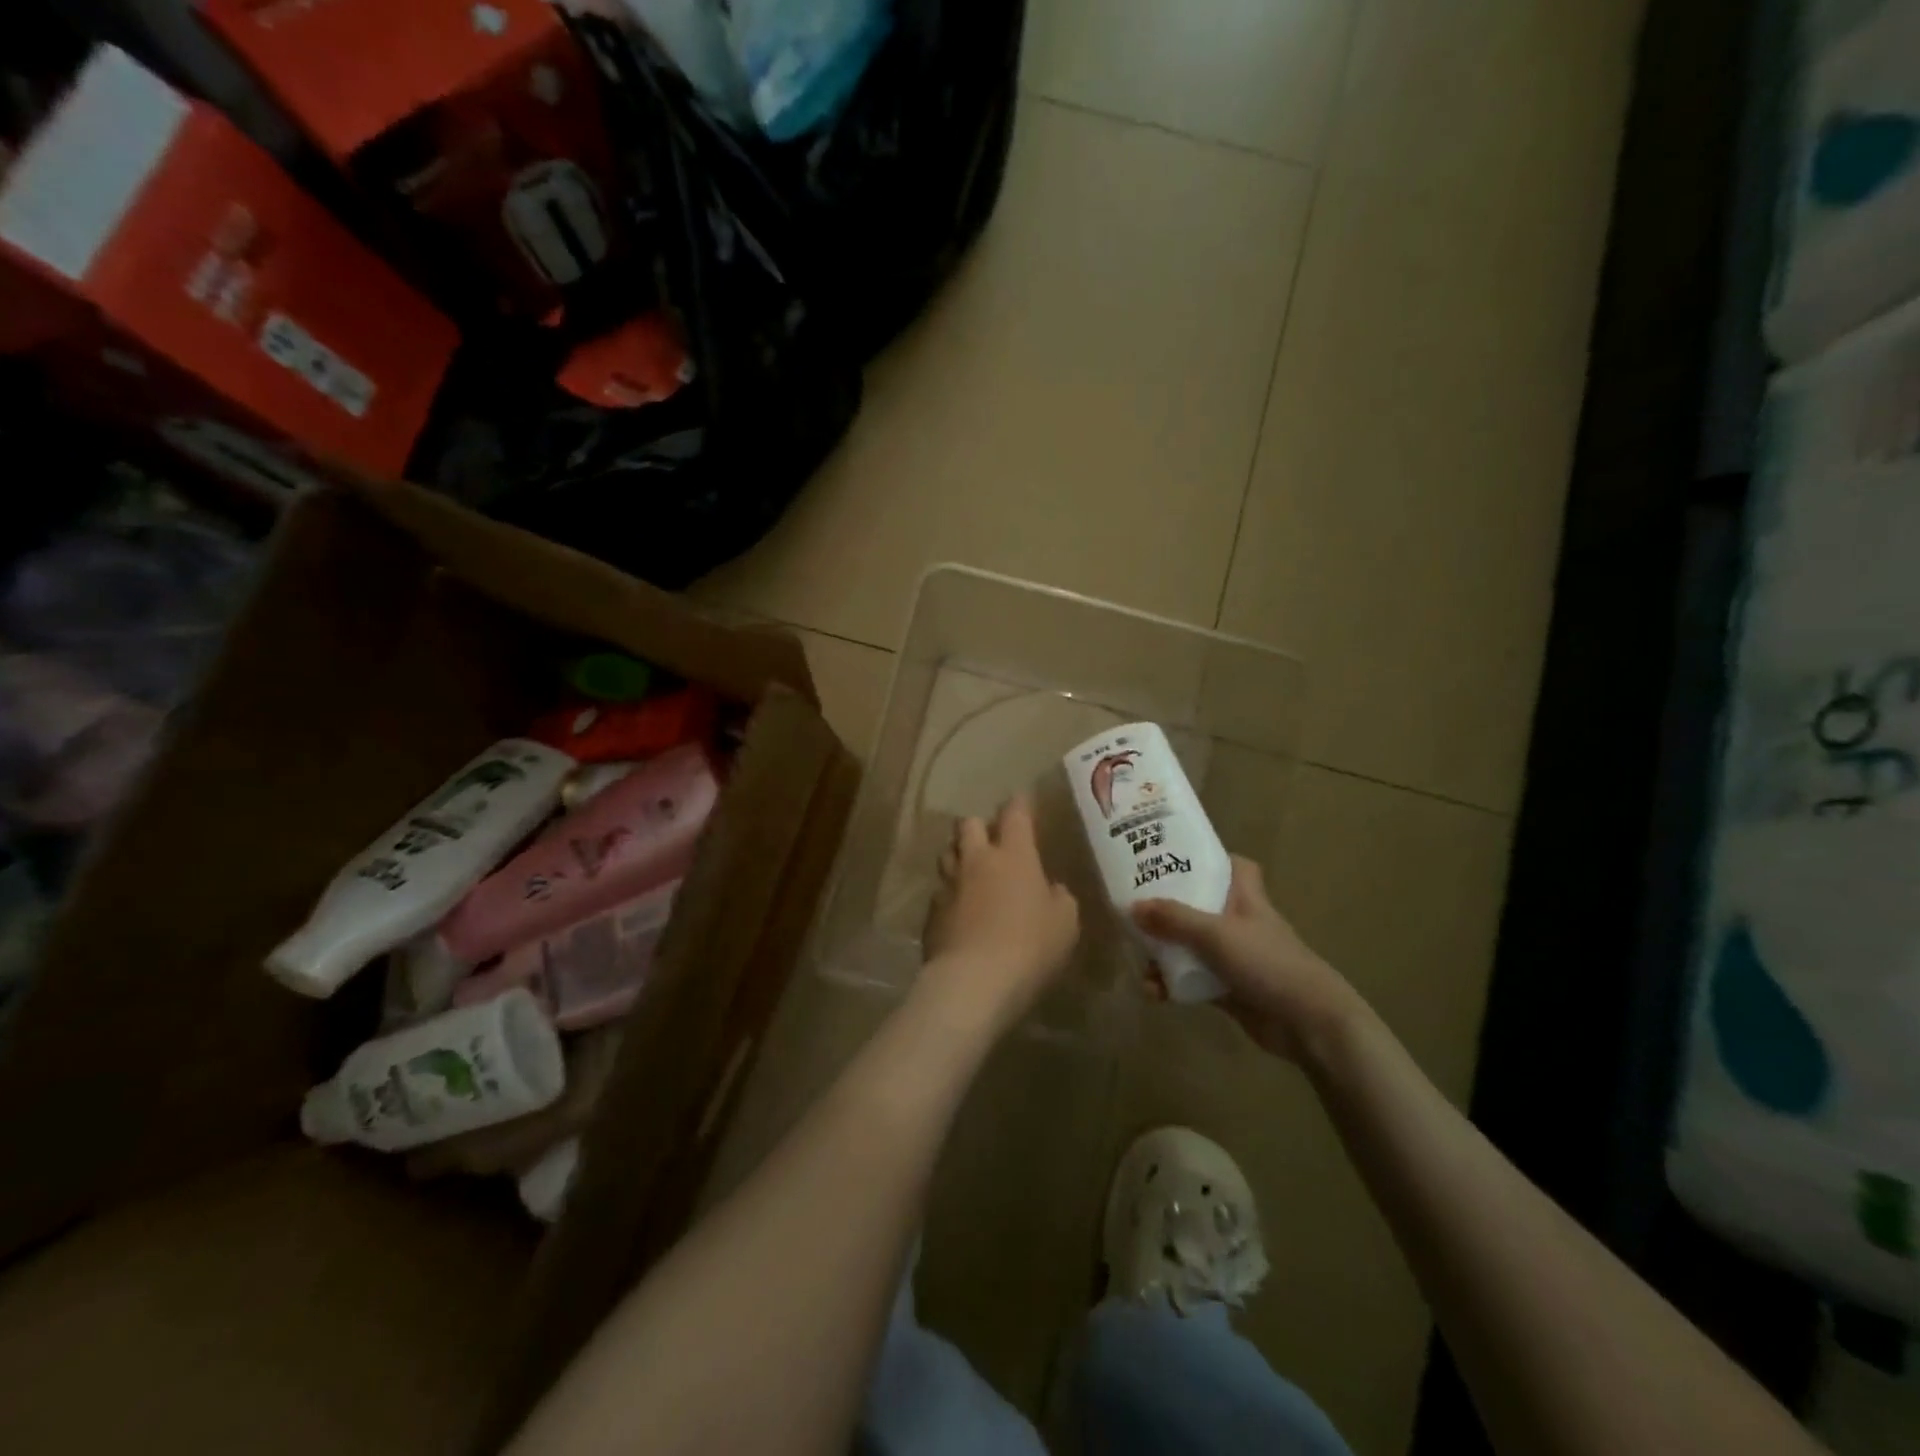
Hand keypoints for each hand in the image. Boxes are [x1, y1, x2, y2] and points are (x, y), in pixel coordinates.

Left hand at [920, 796, 1079, 1031]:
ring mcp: (949, 884)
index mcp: (1014, 855)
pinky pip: (940, 891)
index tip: (1022, 801)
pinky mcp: (931, 912)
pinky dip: (950, 894)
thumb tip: (1050, 889)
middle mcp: (977, 860)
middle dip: (979, 826)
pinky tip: (959, 910)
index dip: (1019, 804)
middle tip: (992, 841)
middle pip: (968, 824)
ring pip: (948, 853)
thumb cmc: (1029, 946)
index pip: (1015, 814)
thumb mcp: (1065, 924)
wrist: (973, 981)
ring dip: (960, 856)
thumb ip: (1059, 899)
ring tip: (971, 871)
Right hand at [1134, 857, 1366, 1063]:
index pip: (1233, 866)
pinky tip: (1153, 992)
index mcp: (1245, 898)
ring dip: (1164, 952)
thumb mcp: (1215, 933)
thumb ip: (1173, 919)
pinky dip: (1172, 983)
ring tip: (1139, 961)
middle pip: (1200, 904)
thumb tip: (1131, 906)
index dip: (1208, 858)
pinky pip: (1191, 978)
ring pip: (1191, 944)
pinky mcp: (1228, 988)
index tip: (1173, 856)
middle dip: (1168, 907)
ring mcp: (1234, 957)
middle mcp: (1239, 922)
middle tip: (1135, 907)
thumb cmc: (1267, 962)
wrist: (1307, 1023)